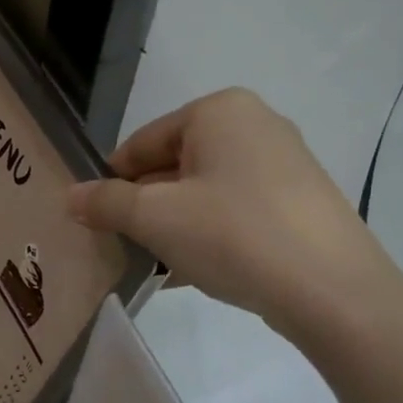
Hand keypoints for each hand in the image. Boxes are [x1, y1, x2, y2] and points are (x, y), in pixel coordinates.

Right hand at [68, 88, 399, 349]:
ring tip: (154, 264)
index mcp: (219, 111)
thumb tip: (70, 196)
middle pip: (174, 165)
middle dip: (144, 206)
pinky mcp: (299, 204)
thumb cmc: (233, 235)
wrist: (332, 291)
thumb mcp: (155, 218)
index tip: (94, 219)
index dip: (112, 181)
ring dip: (174, 226)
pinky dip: (208, 236)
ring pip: (204, 192)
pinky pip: (235, 213)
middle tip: (121, 245)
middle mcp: (255, 125)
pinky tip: (192, 273)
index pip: (142, 142)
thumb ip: (106, 203)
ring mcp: (284, 165)